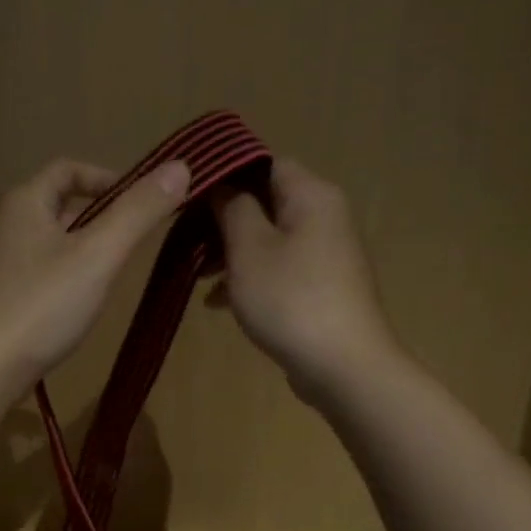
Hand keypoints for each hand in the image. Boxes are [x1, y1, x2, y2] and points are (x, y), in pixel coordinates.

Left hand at [0, 156, 189, 396]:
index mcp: (22, 201)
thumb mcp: (99, 255)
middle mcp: (2, 224)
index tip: (141, 203)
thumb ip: (138, 212)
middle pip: (57, 204)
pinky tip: (76, 305)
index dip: (108, 178)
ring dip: (81, 248)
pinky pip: (35, 271)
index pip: (68, 169)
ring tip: (110, 275)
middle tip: (131, 243)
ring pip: (47, 241)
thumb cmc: (41, 306)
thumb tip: (180, 167)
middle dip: (98, 216)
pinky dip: (62, 275)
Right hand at [209, 157, 396, 402]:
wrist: (344, 367)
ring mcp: (325, 253)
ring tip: (197, 275)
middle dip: (224, 219)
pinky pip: (279, 268)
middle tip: (186, 238)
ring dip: (232, 252)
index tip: (190, 195)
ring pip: (268, 238)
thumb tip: (223, 186)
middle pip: (265, 201)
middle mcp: (324, 216)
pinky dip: (250, 277)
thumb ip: (233, 208)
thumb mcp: (249, 248)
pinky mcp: (321, 286)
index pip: (265, 162)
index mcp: (312, 195)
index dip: (226, 173)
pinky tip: (217, 303)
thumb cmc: (291, 299)